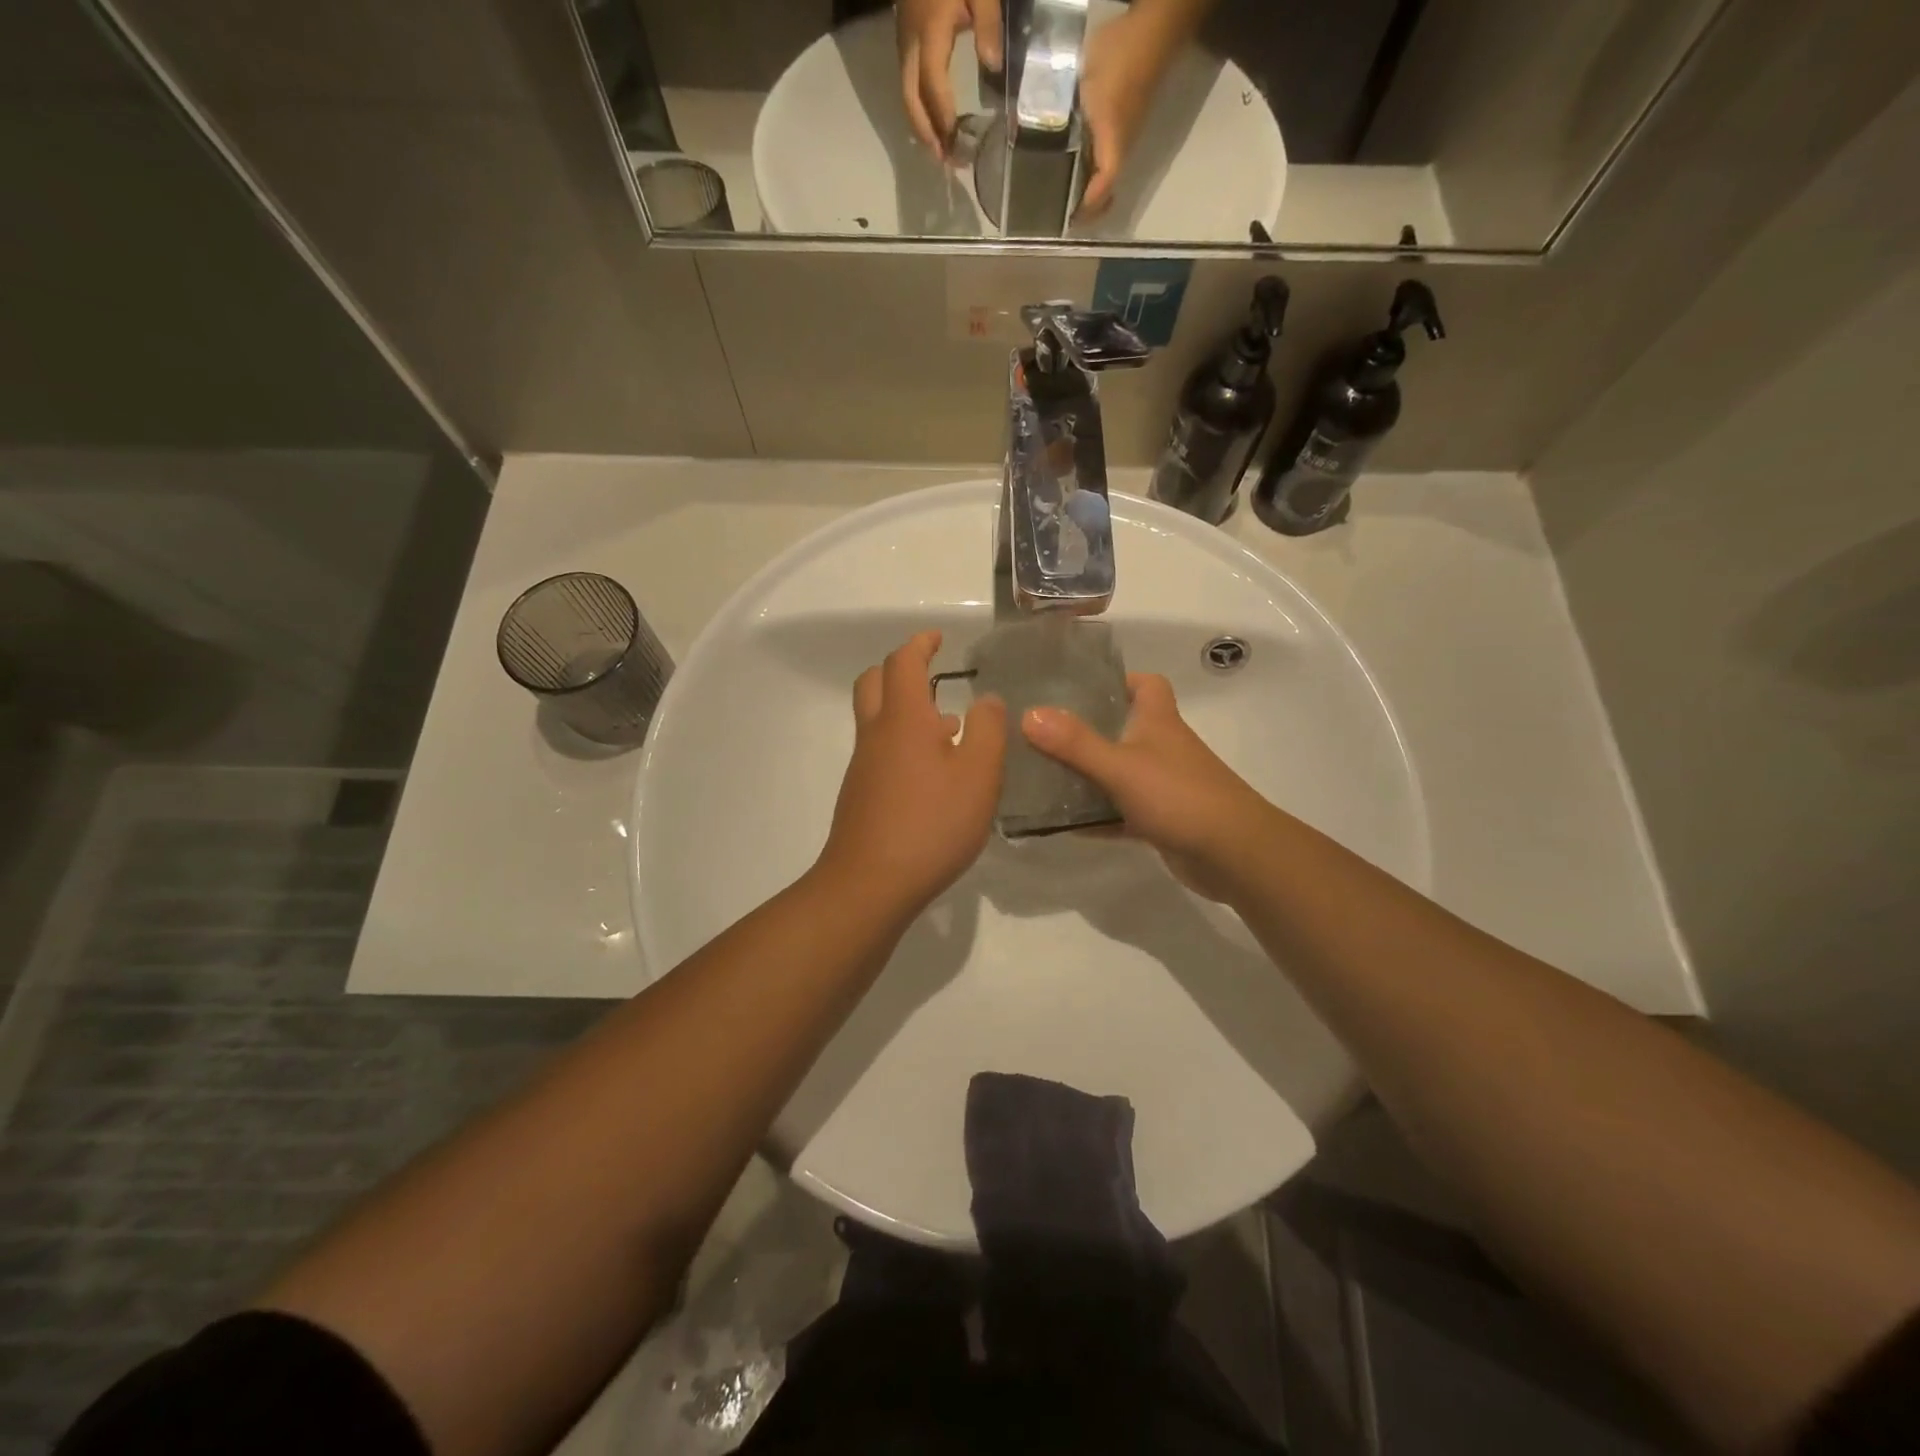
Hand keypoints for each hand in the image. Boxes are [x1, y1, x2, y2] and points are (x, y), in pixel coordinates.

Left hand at [818, 630, 1006, 916]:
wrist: (870, 884)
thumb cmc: (931, 823)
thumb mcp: (979, 775)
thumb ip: (988, 730)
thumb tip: (987, 699)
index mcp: (904, 719)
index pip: (904, 663)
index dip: (920, 644)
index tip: (937, 638)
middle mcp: (876, 735)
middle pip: (874, 683)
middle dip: (900, 669)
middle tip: (931, 675)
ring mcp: (863, 767)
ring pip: (877, 720)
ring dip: (905, 711)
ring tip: (949, 728)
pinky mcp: (861, 796)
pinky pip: (880, 752)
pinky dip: (902, 744)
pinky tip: (933, 775)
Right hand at [897, 0, 1002, 158]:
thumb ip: (987, 22)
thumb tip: (993, 66)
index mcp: (930, 32)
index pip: (933, 85)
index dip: (943, 118)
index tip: (956, 144)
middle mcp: (911, 43)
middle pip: (911, 99)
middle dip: (926, 133)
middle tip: (944, 160)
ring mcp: (904, 40)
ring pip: (906, 94)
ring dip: (921, 125)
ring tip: (939, 149)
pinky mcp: (904, 37)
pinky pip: (907, 82)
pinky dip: (918, 108)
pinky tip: (932, 120)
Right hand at [1023, 672, 1267, 898]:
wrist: (1232, 854)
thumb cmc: (1178, 796)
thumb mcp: (1120, 766)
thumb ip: (1075, 743)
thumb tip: (1029, 714)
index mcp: (1158, 722)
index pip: (1146, 685)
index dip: (1119, 679)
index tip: (1080, 686)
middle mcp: (1162, 748)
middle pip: (1124, 728)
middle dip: (1087, 729)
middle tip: (1043, 733)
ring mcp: (1163, 786)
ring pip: (1119, 773)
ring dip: (1088, 776)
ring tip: (1041, 776)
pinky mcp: (1161, 821)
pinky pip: (1121, 813)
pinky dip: (1097, 817)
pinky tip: (1063, 824)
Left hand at [1077, 6, 1183, 216]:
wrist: (1155, 25)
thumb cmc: (1121, 55)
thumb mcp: (1087, 85)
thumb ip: (1064, 109)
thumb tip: (1035, 125)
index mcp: (1114, 145)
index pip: (1102, 190)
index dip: (1086, 208)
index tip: (1068, 221)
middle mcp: (1123, 146)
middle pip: (1107, 188)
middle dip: (1089, 206)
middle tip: (1066, 215)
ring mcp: (1127, 132)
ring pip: (1107, 172)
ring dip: (1090, 186)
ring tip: (1065, 191)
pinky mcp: (1126, 119)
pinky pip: (1107, 153)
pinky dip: (1093, 164)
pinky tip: (1076, 156)